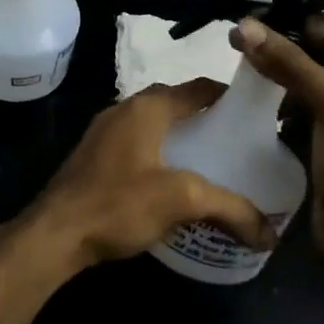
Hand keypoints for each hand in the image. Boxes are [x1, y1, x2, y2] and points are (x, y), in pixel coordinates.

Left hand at [22, 80, 277, 269]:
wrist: (53, 235)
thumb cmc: (118, 204)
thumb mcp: (182, 201)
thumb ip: (230, 209)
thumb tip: (269, 233)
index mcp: (147, 107)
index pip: (199, 88)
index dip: (230, 97)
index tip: (256, 116)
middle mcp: (124, 109)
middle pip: (176, 104)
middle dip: (206, 119)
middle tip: (235, 144)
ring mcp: (103, 132)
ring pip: (154, 125)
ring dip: (180, 137)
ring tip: (209, 162)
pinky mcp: (93, 157)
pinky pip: (136, 144)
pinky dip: (159, 153)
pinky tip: (171, 181)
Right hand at [230, 16, 323, 263]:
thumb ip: (291, 63)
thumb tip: (244, 26)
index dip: (292, 26)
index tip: (248, 23)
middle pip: (319, 57)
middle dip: (280, 52)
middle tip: (236, 46)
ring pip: (306, 83)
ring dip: (277, 78)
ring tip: (239, 72)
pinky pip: (301, 110)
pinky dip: (279, 105)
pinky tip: (253, 103)